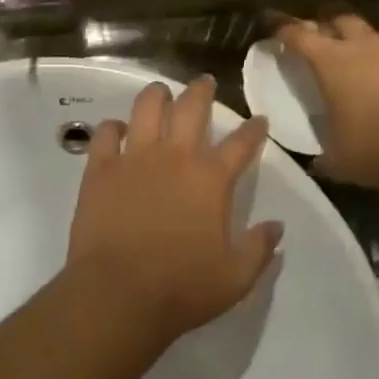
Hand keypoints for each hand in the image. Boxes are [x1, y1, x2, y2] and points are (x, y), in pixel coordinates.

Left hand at [67, 78, 278, 341]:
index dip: (254, 129)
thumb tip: (277, 227)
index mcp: (211, 179)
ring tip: (161, 93)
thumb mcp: (235, 279)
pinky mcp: (101, 168)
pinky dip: (113, 127)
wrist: (117, 295)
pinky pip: (106, 133)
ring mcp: (135, 158)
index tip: (260, 119)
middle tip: (205, 83)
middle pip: (192, 107)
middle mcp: (175, 156)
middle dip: (202, 91)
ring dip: (157, 95)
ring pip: (147, 107)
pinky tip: (117, 130)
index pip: (241, 143)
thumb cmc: (181, 288)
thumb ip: (259, 249)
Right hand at [275, 16, 378, 192]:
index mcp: (331, 62)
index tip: (275, 26)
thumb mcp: (339, 159)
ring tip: (370, 53)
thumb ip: (326, 155)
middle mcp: (364, 45)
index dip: (284, 29)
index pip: (298, 35)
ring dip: (371, 39)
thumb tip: (319, 163)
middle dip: (329, 24)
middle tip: (324, 36)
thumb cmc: (375, 148)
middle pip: (341, 18)